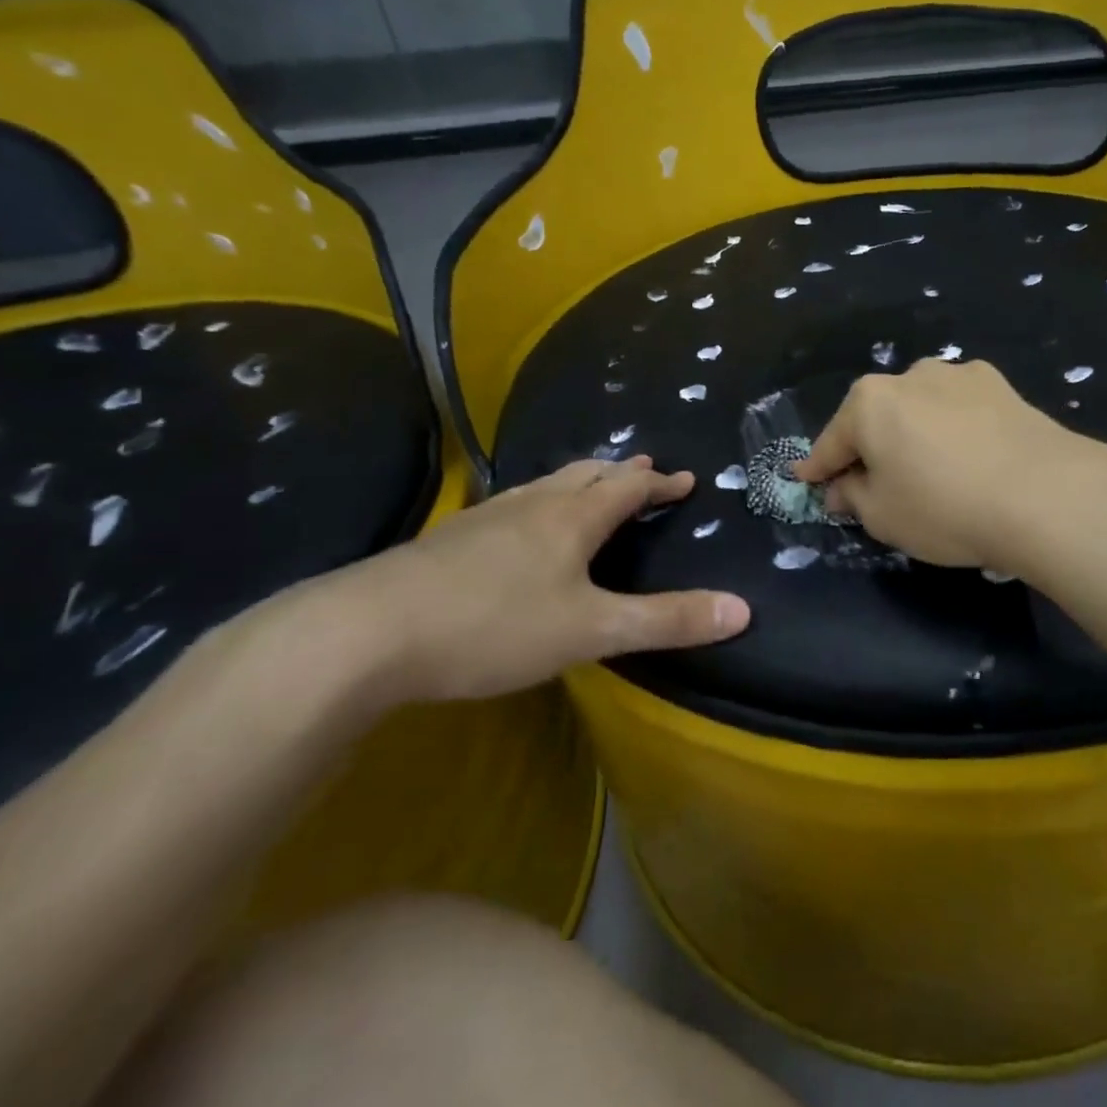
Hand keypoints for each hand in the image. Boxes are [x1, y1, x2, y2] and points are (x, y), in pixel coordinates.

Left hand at [261, 456, 749, 708]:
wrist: (362, 635)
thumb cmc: (493, 626)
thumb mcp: (593, 631)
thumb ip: (667, 621)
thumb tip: (743, 611)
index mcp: (572, 518)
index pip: (628, 488)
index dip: (661, 484)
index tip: (686, 480)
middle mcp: (531, 507)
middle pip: (584, 475)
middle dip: (619, 473)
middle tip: (642, 471)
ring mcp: (483, 520)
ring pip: (543, 487)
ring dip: (576, 482)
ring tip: (588, 487)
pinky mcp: (445, 542)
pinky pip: (508, 508)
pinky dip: (535, 505)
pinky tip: (516, 528)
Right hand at [791, 359, 1106, 573]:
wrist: (1044, 494)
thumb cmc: (944, 508)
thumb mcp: (882, 517)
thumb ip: (853, 496)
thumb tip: (843, 486)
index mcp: (869, 402)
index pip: (831, 442)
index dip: (817, 467)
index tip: (806, 480)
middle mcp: (911, 376)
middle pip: (877, 418)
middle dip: (869, 448)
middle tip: (872, 484)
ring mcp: (960, 375)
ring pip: (921, 409)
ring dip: (915, 433)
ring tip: (930, 469)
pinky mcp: (1002, 386)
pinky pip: (960, 410)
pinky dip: (954, 429)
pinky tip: (970, 456)